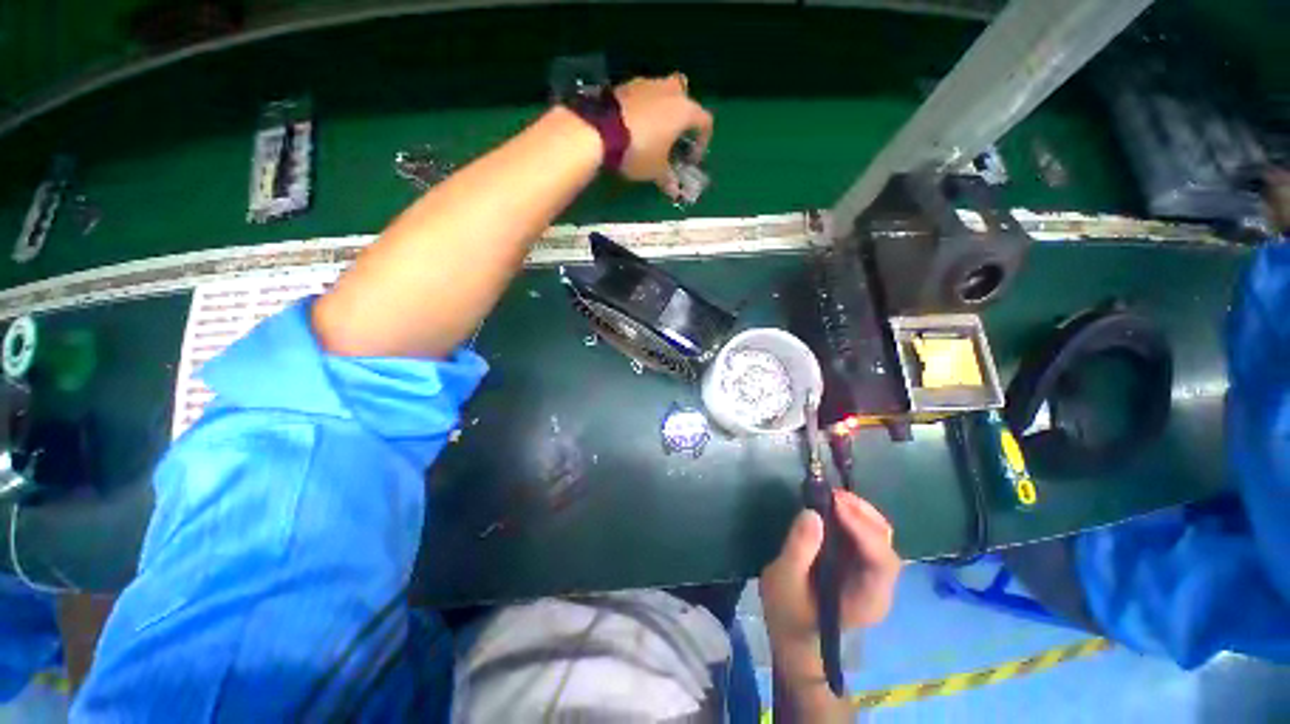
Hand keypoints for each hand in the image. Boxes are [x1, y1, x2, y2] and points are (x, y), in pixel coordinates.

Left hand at [614, 74, 713, 197]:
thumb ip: (668, 179)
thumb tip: (675, 192)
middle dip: (683, 115)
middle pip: (685, 96)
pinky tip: (634, 126)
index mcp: (685, 110)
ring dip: (662, 109)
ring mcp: (647, 83)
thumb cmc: (639, 150)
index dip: (702, 142)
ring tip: (653, 132)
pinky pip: (643, 95)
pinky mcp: (626, 84)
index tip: (690, 159)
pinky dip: (643, 107)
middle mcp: (671, 90)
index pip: (705, 122)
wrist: (600, 130)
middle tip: (674, 135)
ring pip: (663, 91)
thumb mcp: (656, 170)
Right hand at [760, 490, 900, 642]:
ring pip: (879, 536)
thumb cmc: (788, 612)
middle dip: (863, 514)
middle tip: (832, 494)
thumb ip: (799, 549)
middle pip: (885, 544)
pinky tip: (833, 506)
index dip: (863, 530)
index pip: (881, 561)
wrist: (791, 632)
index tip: (836, 505)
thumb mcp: (785, 581)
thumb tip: (812, 514)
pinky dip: (852, 517)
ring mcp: (871, 574)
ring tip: (831, 495)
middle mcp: (879, 586)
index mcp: (868, 600)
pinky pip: (865, 535)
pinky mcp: (859, 564)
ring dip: (859, 512)